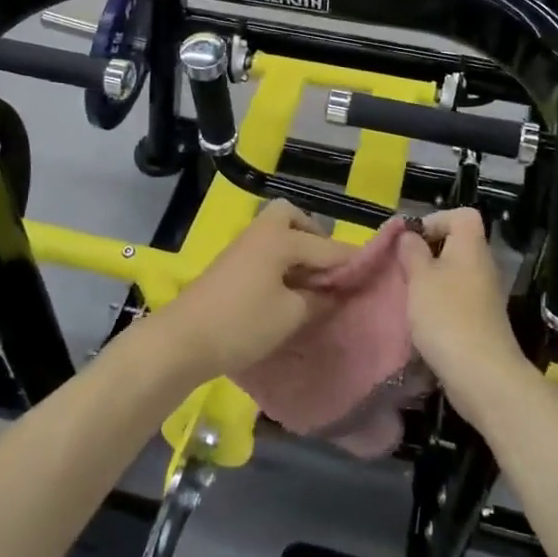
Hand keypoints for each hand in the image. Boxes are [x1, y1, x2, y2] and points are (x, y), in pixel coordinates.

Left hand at [149, 200, 351, 380]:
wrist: (183, 339)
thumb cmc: (242, 324)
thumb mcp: (290, 315)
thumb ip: (319, 299)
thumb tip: (336, 291)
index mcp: (281, 238)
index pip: (326, 246)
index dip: (351, 260)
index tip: (374, 271)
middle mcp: (262, 232)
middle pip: (292, 217)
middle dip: (314, 236)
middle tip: (327, 268)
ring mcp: (242, 246)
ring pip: (276, 233)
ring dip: (296, 249)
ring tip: (310, 282)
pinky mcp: (230, 264)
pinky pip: (265, 249)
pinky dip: (280, 261)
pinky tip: (287, 289)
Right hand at [400, 209, 528, 420]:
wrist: (482, 375)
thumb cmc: (447, 316)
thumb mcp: (420, 277)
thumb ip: (412, 251)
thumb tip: (409, 235)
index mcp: (471, 247)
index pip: (462, 215)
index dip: (436, 219)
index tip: (411, 240)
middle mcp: (482, 266)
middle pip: (455, 245)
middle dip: (426, 253)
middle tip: (402, 268)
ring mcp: (484, 296)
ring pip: (453, 275)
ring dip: (429, 282)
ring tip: (406, 295)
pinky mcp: (480, 322)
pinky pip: (456, 300)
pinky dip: (438, 305)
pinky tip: (420, 320)